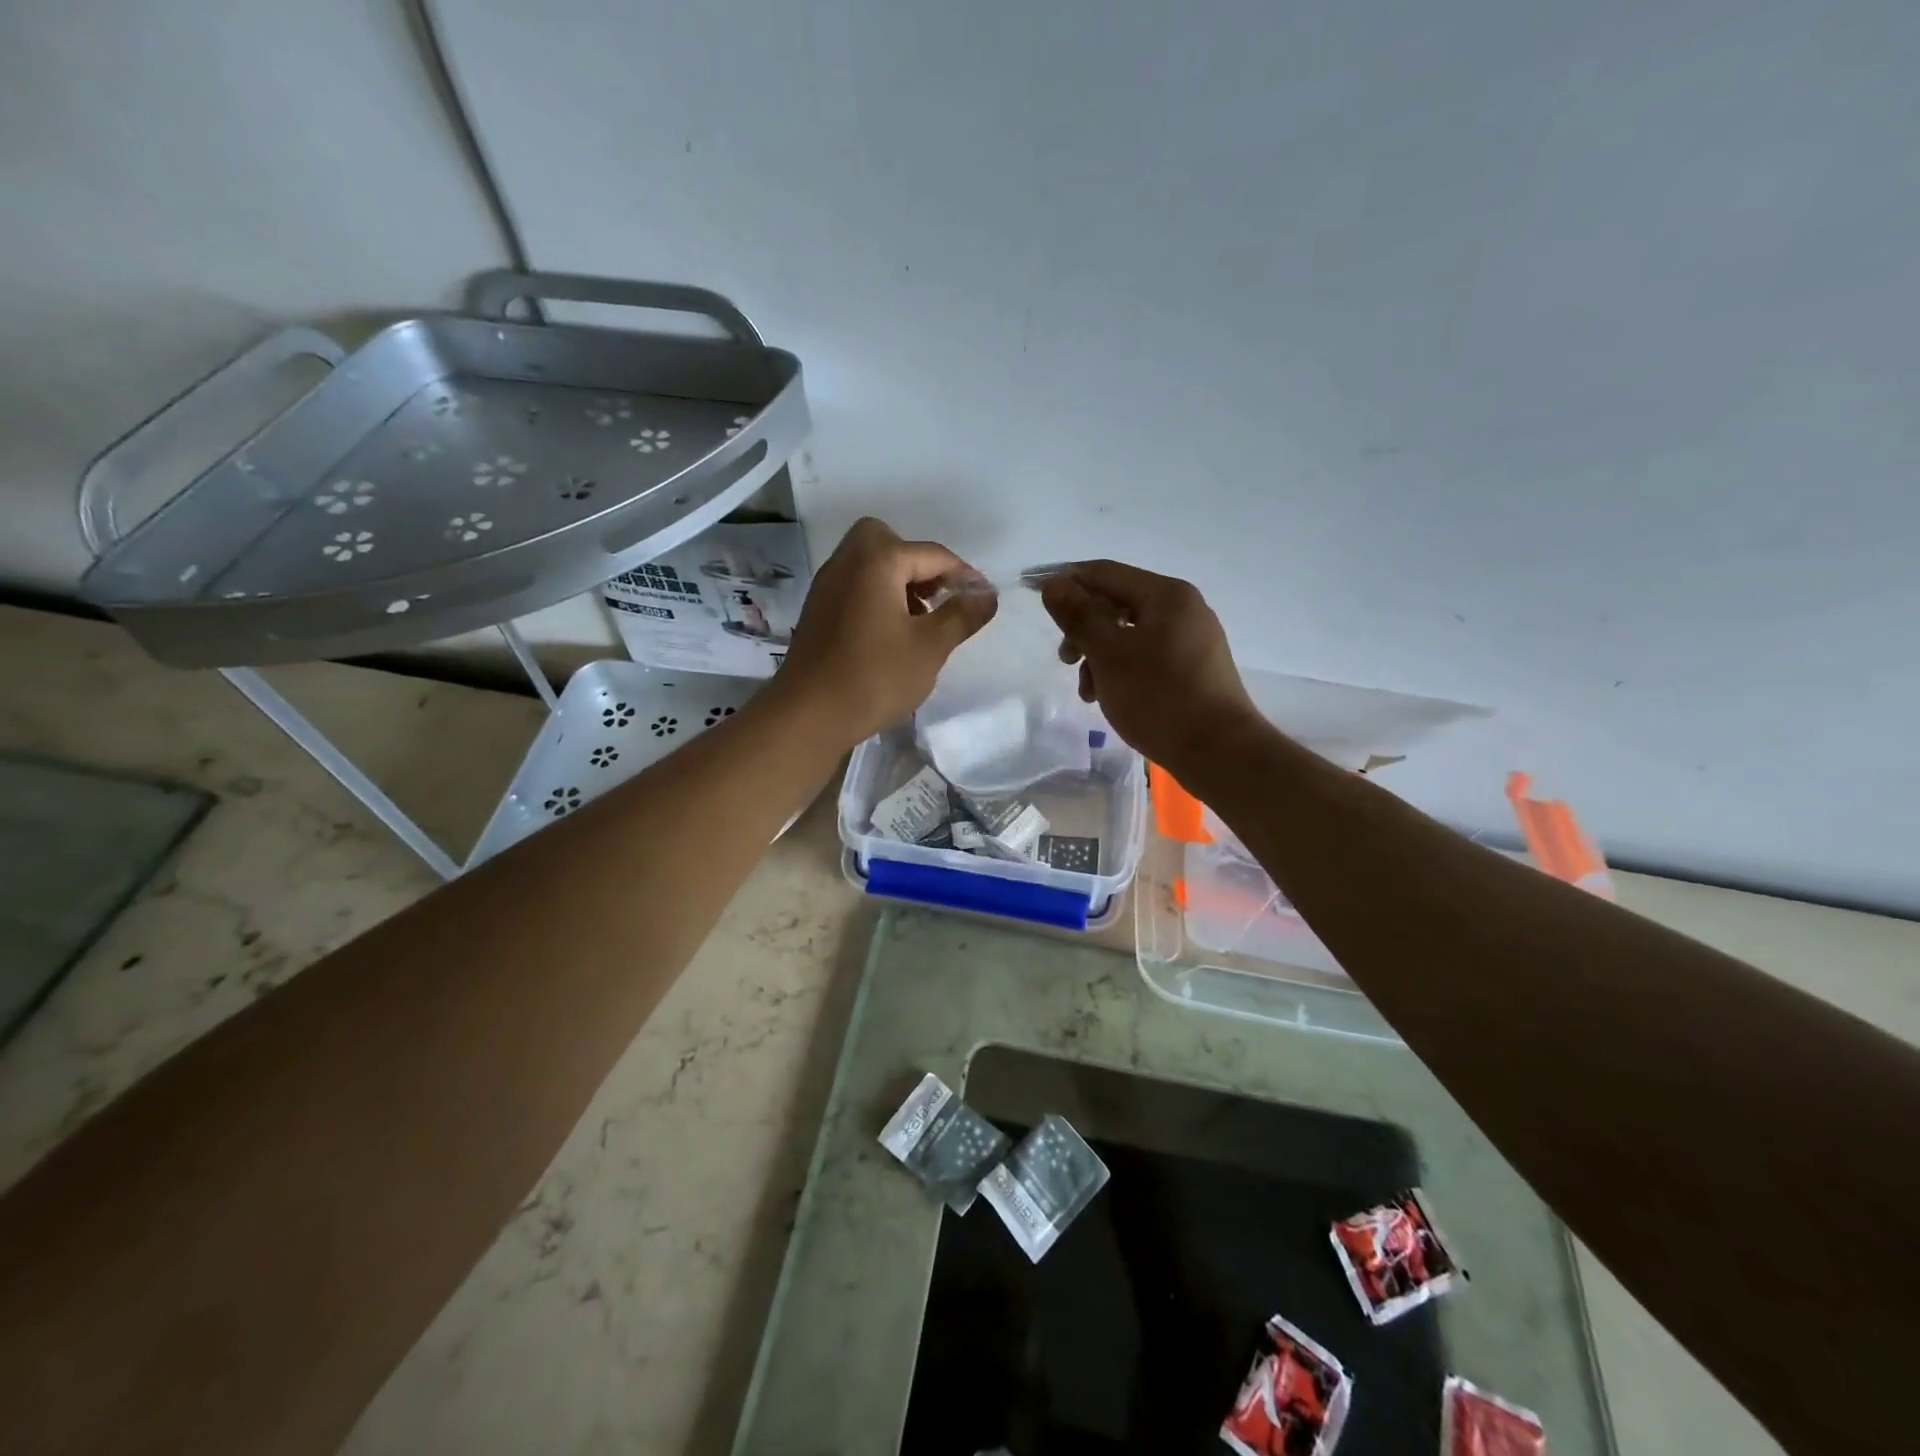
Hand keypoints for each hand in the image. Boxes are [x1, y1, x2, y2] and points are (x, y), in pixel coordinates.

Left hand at [775, 517, 997, 744]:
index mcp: (877, 561)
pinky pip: (855, 587)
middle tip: (938, 597)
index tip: (983, 600)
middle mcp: (847, 562)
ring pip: (869, 565)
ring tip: (920, 621)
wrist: (808, 715)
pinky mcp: (817, 612)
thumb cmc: (875, 677)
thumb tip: (988, 594)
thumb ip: (962, 615)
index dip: (964, 575)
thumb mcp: (930, 647)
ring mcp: (827, 586)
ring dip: (899, 582)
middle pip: (889, 542)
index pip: (932, 554)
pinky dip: (877, 597)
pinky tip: (891, 635)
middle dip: (919, 564)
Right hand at [1040, 560, 1259, 777]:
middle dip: (1083, 628)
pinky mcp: (1194, 668)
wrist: (1219, 752)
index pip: (1104, 572)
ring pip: (1130, 633)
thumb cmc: (1159, 698)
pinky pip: (1147, 655)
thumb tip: (1054, 583)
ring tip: (1087, 691)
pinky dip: (1121, 669)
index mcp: (1166, 595)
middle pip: (1117, 603)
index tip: (1034, 595)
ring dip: (1099, 655)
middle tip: (1065, 659)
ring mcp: (1192, 639)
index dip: (1066, 580)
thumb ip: (1078, 615)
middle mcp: (1183, 608)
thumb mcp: (1109, 654)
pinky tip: (1109, 697)